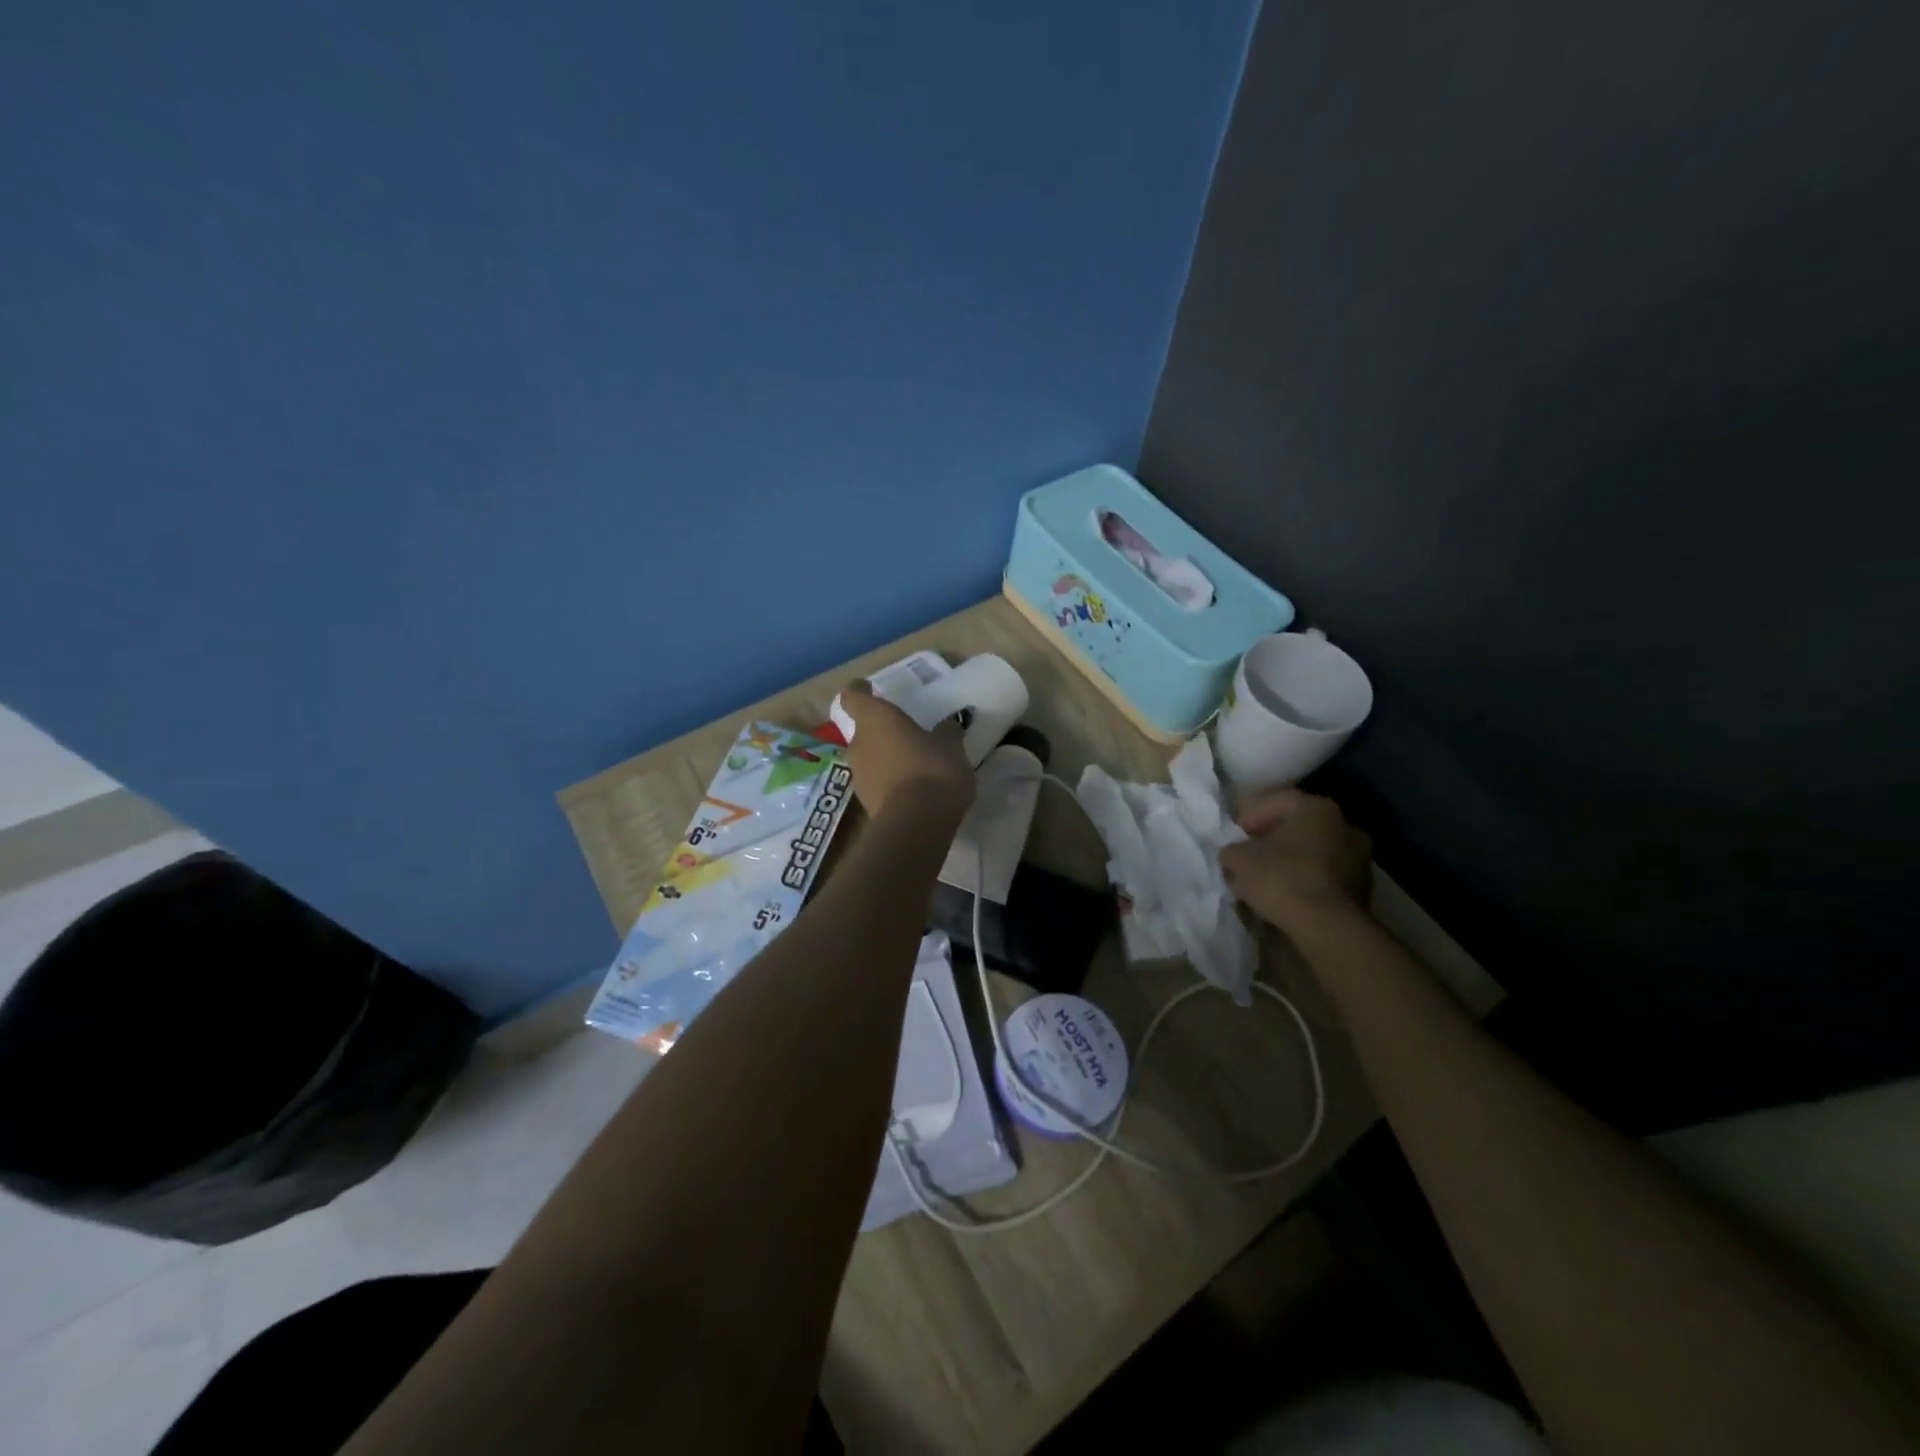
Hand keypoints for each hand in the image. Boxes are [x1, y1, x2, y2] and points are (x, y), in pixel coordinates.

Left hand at [837, 681, 974, 822]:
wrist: (917, 824)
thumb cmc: (933, 769)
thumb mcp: (951, 746)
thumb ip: (946, 733)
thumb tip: (947, 726)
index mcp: (875, 719)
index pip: (853, 696)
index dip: (860, 691)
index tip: (870, 689)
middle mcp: (858, 743)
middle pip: (862, 731)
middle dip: (879, 732)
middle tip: (904, 734)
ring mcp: (858, 776)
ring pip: (868, 758)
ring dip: (884, 759)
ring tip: (911, 764)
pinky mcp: (865, 803)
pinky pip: (877, 783)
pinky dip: (889, 782)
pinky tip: (912, 789)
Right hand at [1218, 787, 1372, 933]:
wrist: (1328, 927)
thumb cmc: (1282, 879)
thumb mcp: (1239, 859)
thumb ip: (1232, 849)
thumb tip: (1235, 854)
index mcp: (1317, 808)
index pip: (1277, 801)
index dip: (1251, 815)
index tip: (1235, 835)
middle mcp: (1345, 825)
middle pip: (1298, 826)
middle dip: (1271, 839)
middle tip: (1248, 855)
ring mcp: (1360, 857)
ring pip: (1313, 852)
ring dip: (1290, 861)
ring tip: (1265, 880)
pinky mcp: (1363, 888)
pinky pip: (1325, 875)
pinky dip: (1305, 880)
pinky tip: (1286, 896)